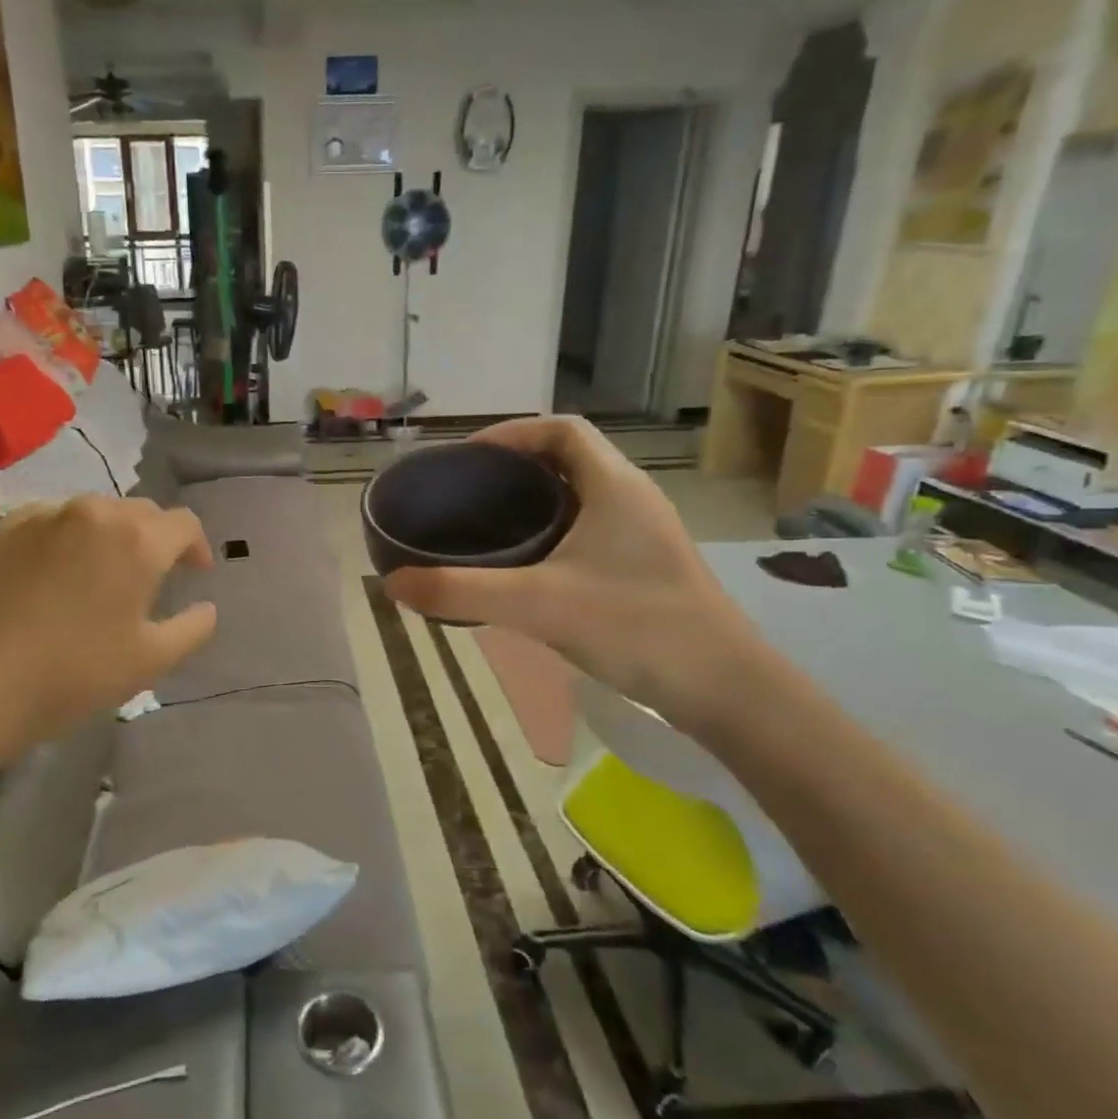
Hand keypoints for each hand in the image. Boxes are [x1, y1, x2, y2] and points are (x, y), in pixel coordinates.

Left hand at [0, 495, 216, 746]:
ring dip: (108, 536)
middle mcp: (93, 512)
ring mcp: (42, 515)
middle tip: (148, 578)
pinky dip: (63, 539)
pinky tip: (50, 575)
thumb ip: (192, 628)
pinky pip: (48, 521)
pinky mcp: (1, 528)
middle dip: (154, 539)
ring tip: (97, 574)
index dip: (196, 547)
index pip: (184, 523)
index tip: (194, 574)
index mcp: (137, 540)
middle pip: (140, 512)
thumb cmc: (73, 673)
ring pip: (92, 513)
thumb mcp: (150, 661)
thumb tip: (207, 607)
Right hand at [383, 416, 761, 726]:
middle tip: (469, 493)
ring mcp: (645, 534)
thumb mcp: (538, 605)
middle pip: (569, 458)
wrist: (725, 689)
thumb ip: (461, 592)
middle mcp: (633, 497)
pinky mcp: (648, 567)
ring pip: (582, 497)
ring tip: (489, 525)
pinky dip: (555, 533)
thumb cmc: (635, 626)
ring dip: (536, 501)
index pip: (561, 429)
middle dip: (517, 467)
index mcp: (614, 484)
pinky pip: (592, 530)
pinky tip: (529, 569)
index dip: (512, 433)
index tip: (469, 458)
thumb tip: (392, 583)